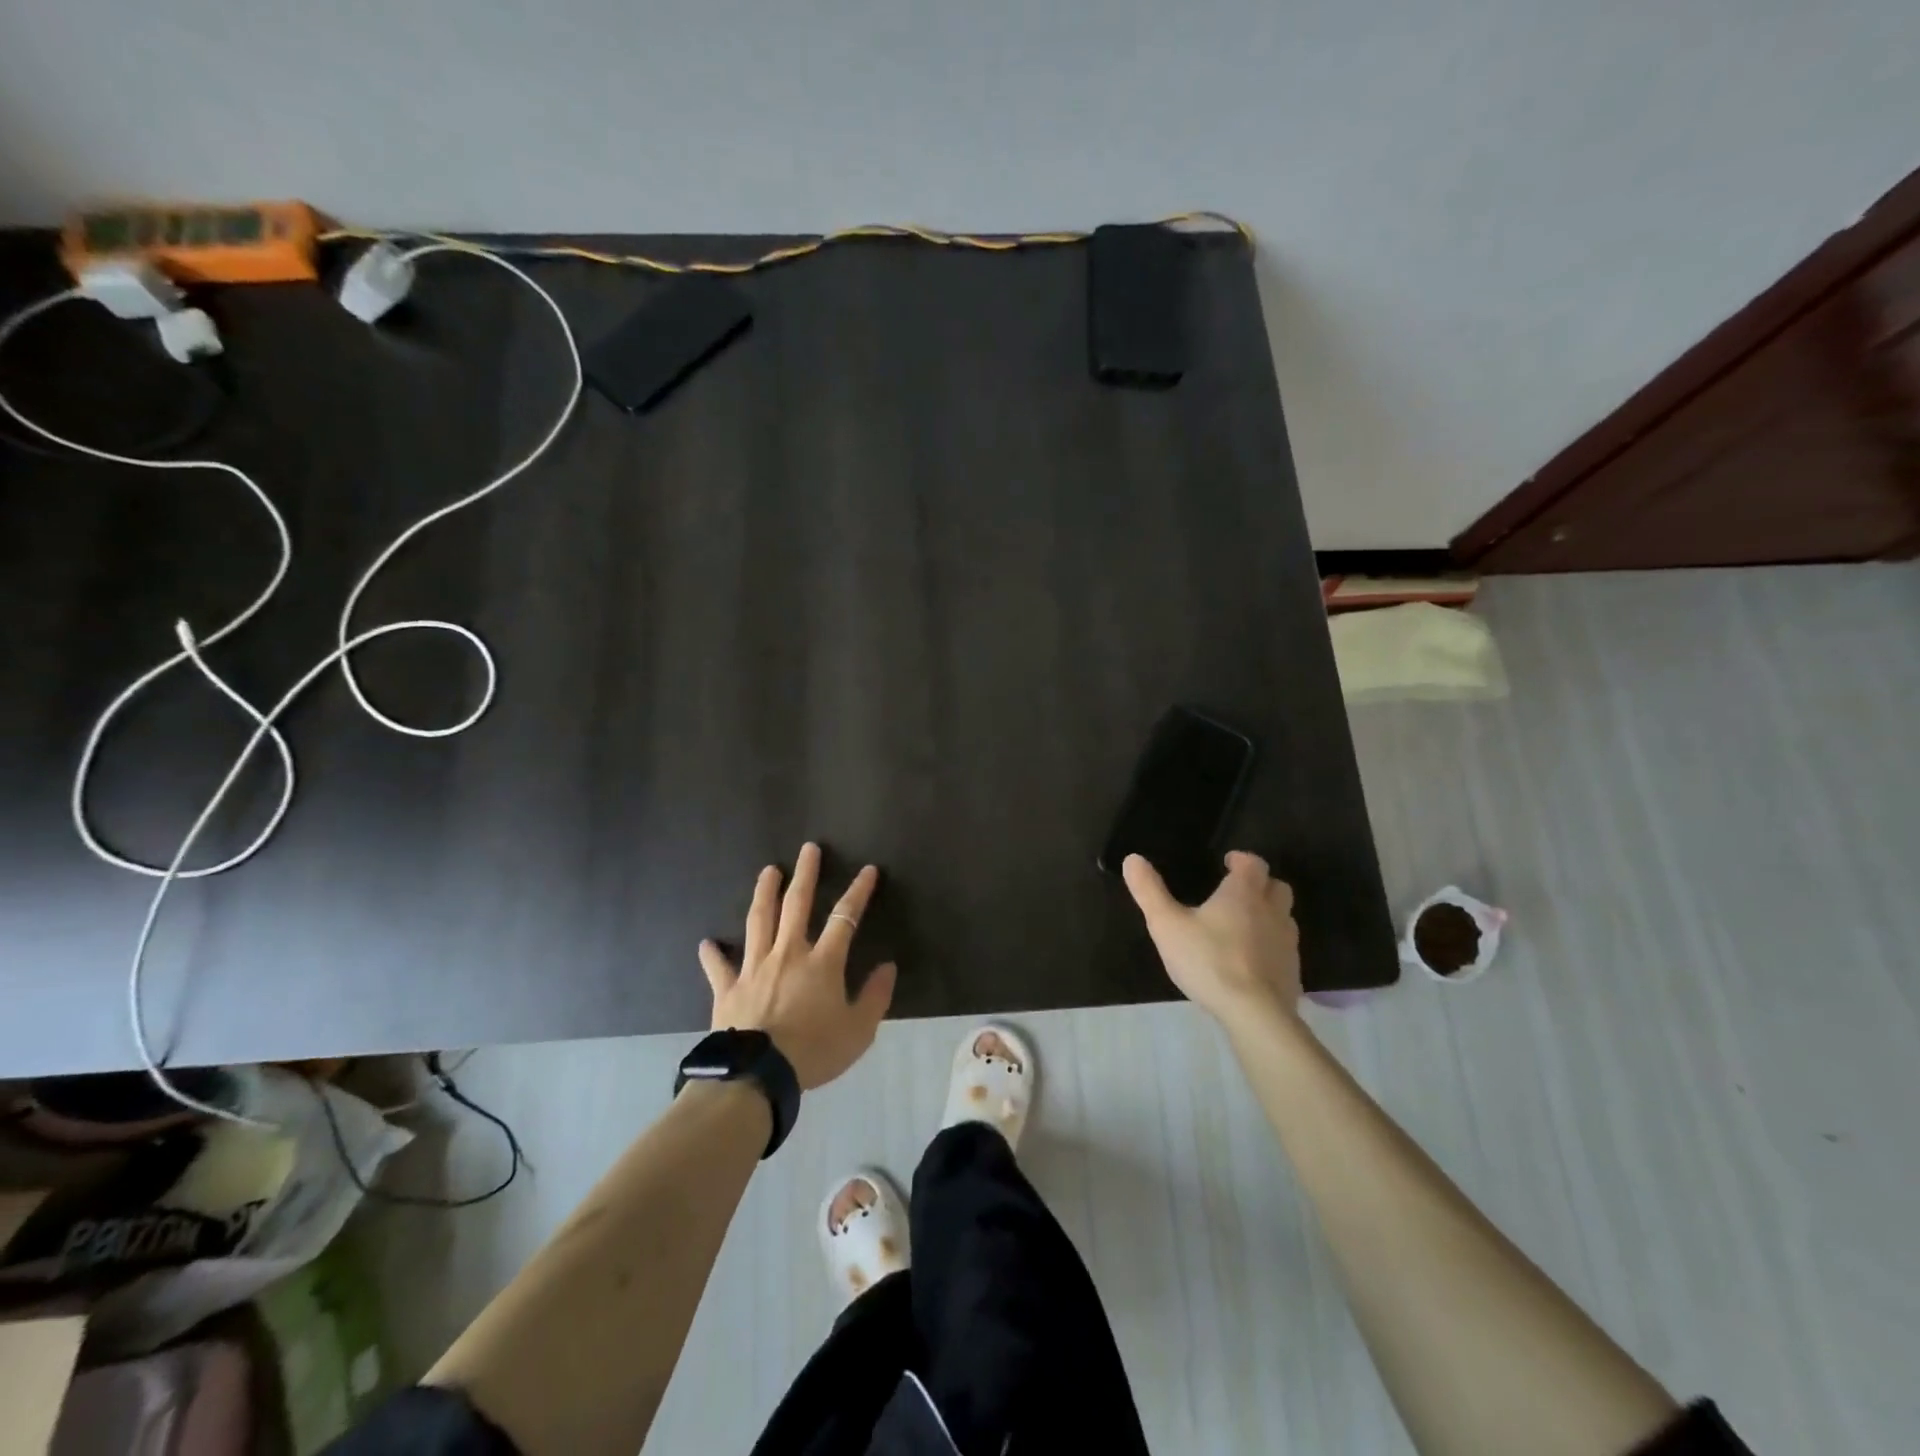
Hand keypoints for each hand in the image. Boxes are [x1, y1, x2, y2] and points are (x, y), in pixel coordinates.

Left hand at [699, 843, 896, 1090]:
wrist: (757, 1075)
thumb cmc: (814, 1052)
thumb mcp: (858, 1031)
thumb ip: (875, 997)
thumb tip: (888, 967)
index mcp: (822, 962)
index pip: (844, 917)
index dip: (858, 891)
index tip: (867, 870)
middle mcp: (788, 954)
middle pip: (797, 904)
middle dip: (805, 874)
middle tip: (808, 849)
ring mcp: (754, 968)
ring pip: (759, 921)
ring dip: (764, 893)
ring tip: (767, 871)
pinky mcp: (728, 989)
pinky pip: (719, 967)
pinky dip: (713, 955)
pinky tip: (707, 943)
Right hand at [1122, 851, 1301, 1019]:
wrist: (1255, 1014)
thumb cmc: (1208, 961)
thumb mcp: (1166, 925)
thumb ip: (1149, 891)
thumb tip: (1132, 859)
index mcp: (1244, 893)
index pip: (1252, 863)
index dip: (1241, 859)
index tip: (1227, 863)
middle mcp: (1272, 911)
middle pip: (1276, 886)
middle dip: (1260, 884)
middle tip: (1236, 892)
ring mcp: (1287, 943)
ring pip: (1284, 917)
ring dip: (1268, 914)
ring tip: (1242, 926)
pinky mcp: (1292, 971)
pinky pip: (1284, 949)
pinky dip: (1271, 946)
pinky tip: (1251, 961)